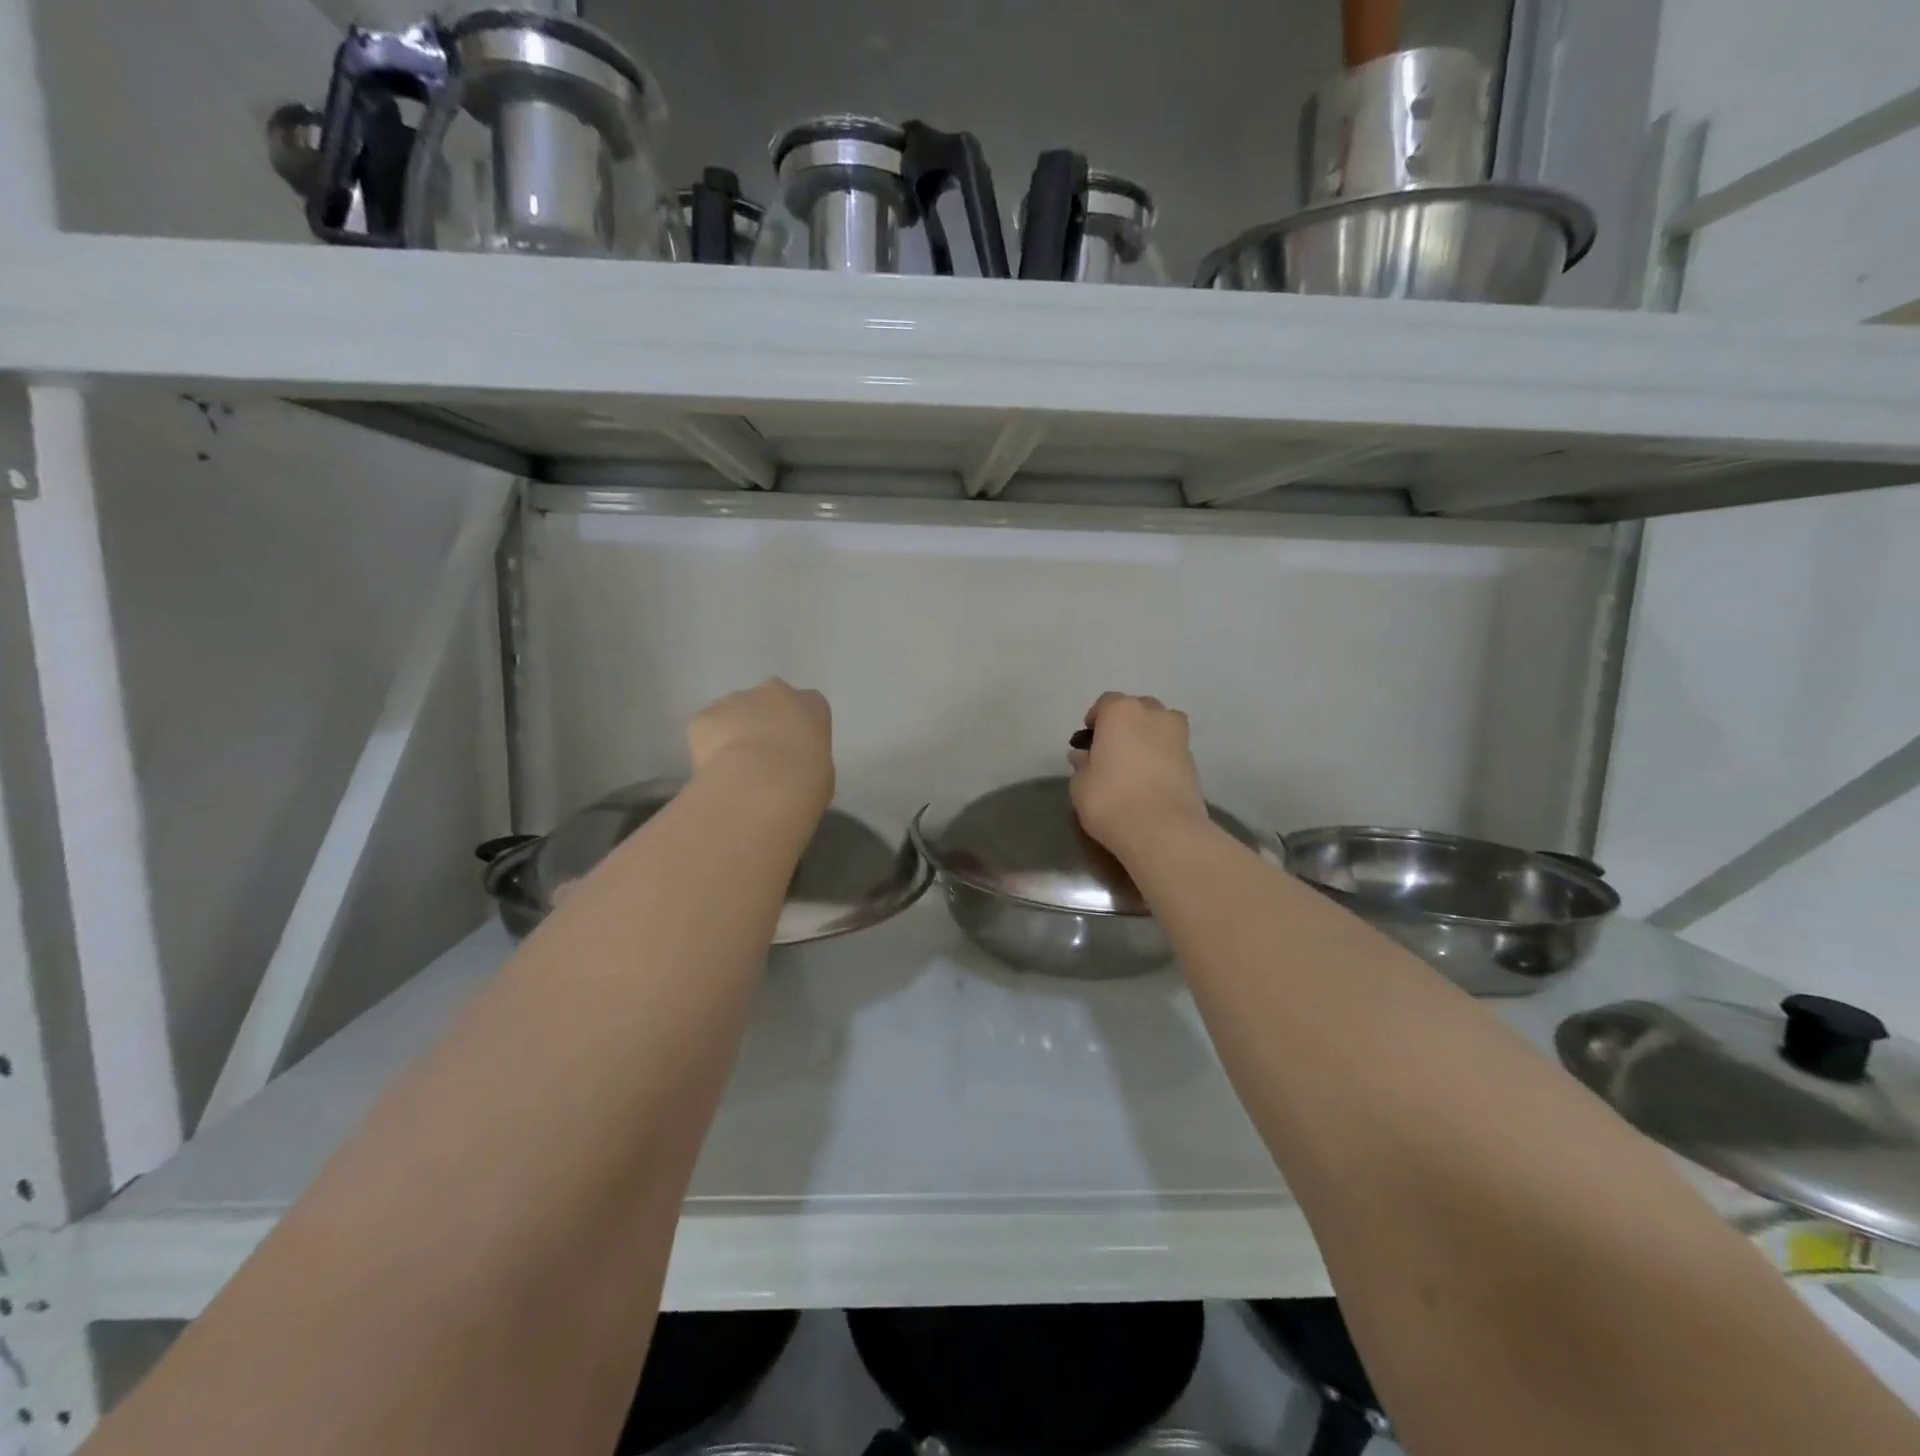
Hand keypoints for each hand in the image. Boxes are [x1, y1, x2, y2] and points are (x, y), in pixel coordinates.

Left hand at [687, 679, 834, 818]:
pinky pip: (706, 729)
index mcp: (811, 705)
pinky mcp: (704, 716)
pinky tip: (714, 771)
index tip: (793, 751)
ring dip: (734, 733)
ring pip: (733, 712)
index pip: (808, 706)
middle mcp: (774, 692)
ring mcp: (735, 700)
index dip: (798, 728)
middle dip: (764, 722)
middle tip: (762, 758)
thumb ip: (807, 757)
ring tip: (735, 769)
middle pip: (768, 701)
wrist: (760, 788)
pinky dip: (708, 747)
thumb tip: (792, 766)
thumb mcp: (823, 772)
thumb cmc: (805, 783)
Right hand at [1068, 693, 1211, 862]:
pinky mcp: (1193, 760)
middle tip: (1111, 751)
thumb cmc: (1111, 800)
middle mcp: (1153, 714)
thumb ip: (1082, 764)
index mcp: (1121, 711)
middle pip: (1137, 709)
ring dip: (1147, 735)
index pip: (1106, 703)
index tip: (1087, 742)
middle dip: (1124, 724)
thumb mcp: (1080, 785)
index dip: (1095, 720)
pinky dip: (1161, 755)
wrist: (1163, 830)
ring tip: (1134, 762)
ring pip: (1159, 725)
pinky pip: (1172, 747)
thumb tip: (1083, 756)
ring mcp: (1178, 735)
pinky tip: (1150, 778)